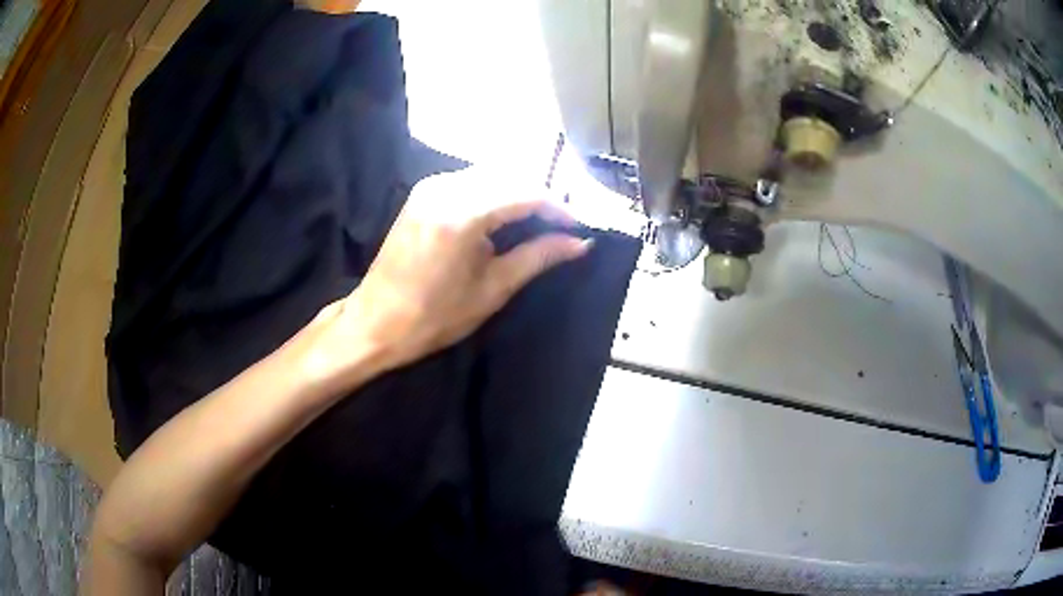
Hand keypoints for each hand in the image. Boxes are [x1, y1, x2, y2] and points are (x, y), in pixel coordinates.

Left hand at [306, 169, 590, 383]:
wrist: (376, 322)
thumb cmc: (434, 317)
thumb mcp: (492, 289)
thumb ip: (538, 257)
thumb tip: (580, 243)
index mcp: (463, 213)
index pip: (526, 193)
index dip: (558, 208)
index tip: (577, 228)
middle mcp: (446, 188)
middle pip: (510, 175)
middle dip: (540, 197)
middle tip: (560, 227)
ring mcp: (431, 186)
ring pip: (491, 174)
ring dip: (518, 192)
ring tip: (537, 223)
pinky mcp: (423, 193)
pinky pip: (470, 180)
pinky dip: (494, 192)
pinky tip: (504, 216)